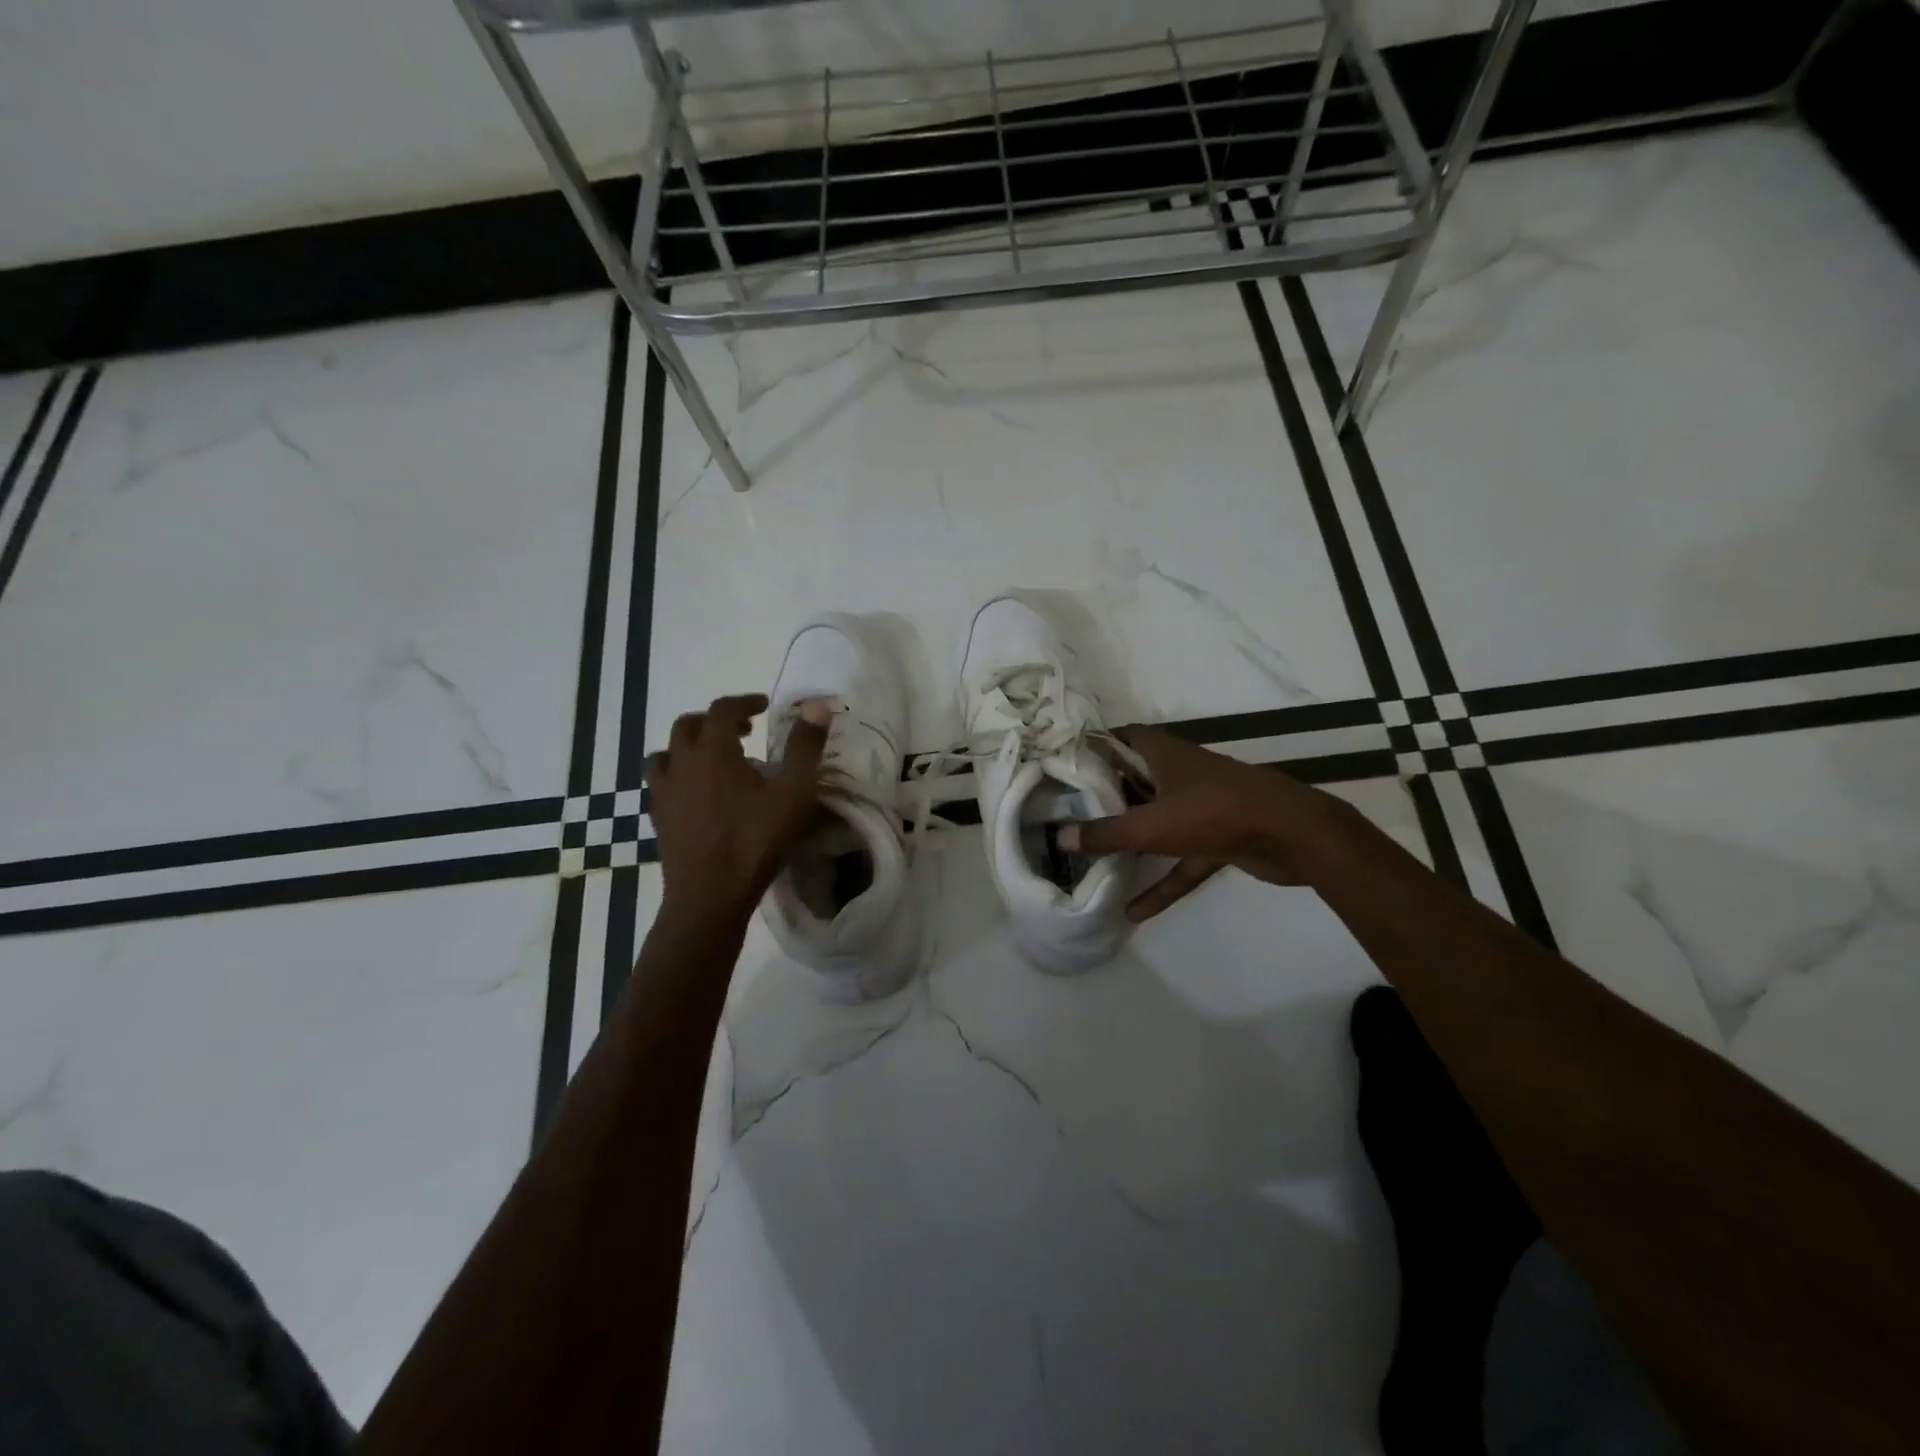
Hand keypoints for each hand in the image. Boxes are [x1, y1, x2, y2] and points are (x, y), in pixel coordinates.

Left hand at [646, 694, 828, 929]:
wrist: (709, 896)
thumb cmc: (755, 841)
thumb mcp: (793, 793)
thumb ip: (805, 747)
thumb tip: (818, 706)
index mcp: (712, 751)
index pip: (723, 709)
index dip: (744, 702)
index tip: (764, 707)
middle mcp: (681, 763)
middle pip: (689, 725)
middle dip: (716, 721)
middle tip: (744, 731)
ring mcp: (663, 791)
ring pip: (667, 753)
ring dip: (690, 746)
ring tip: (714, 760)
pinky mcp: (657, 817)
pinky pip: (661, 782)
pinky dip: (679, 774)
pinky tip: (698, 793)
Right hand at [1064, 725, 1351, 921]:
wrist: (1294, 836)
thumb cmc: (1215, 813)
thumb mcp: (1151, 826)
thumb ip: (1105, 834)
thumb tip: (1059, 837)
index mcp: (1165, 755)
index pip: (1124, 738)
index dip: (1097, 746)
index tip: (1067, 764)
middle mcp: (1181, 774)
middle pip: (1137, 781)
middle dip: (1107, 797)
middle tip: (1071, 813)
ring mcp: (1202, 807)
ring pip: (1158, 822)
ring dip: (1133, 841)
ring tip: (1095, 858)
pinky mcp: (1219, 839)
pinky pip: (1182, 861)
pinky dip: (1162, 883)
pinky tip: (1135, 911)